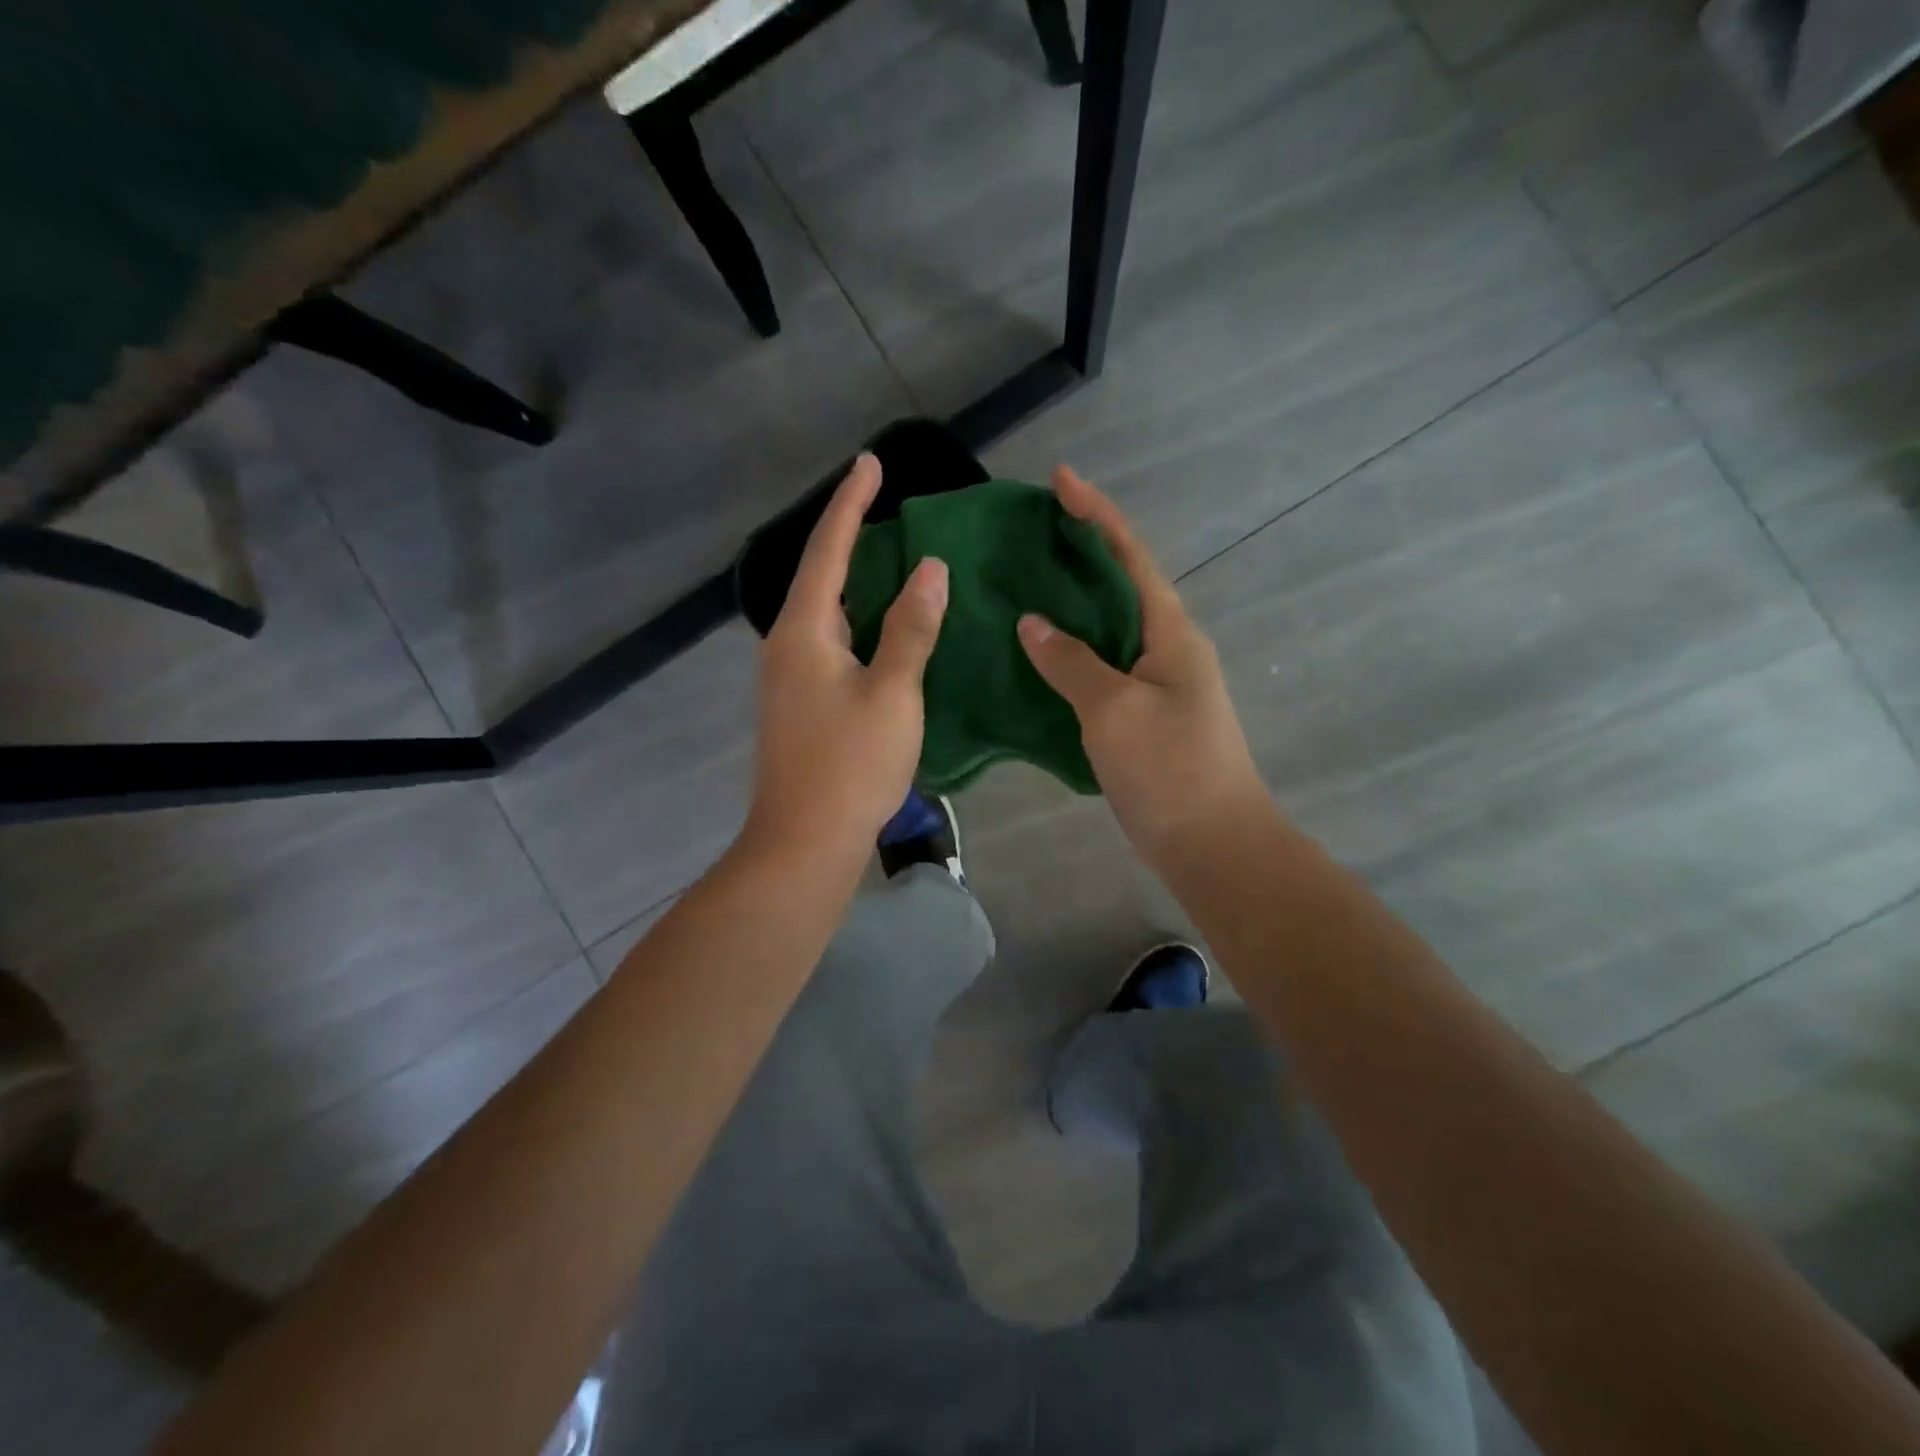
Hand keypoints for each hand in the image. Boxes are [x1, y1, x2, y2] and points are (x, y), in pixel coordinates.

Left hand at [745, 453, 948, 861]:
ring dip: (854, 583)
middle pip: (819, 577)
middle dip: (850, 538)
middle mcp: (786, 646)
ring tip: (891, 561)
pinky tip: (880, 630)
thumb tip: (929, 569)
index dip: (851, 504)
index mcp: (804, 632)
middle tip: (886, 509)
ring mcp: (788, 678)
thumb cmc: (851, 764)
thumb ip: (911, 628)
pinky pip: (828, 644)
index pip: (828, 551)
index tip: (871, 463)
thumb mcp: (893, 692)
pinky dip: (856, 622)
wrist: (804, 842)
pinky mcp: (798, 705)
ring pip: (824, 614)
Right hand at [1017, 466, 1268, 875]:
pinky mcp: (1142, 716)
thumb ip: (1071, 662)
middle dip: (1079, 554)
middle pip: (1120, 585)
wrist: (1212, 844)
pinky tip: (1035, 657)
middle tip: (1027, 537)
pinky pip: (1100, 668)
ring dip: (1071, 606)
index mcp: (1170, 631)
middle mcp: (1168, 647)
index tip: (1060, 479)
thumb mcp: (1113, 710)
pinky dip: (1069, 655)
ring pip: (1108, 629)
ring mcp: (1157, 683)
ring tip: (1021, 588)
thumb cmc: (1169, 769)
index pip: (1130, 556)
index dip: (1096, 514)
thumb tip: (1032, 623)